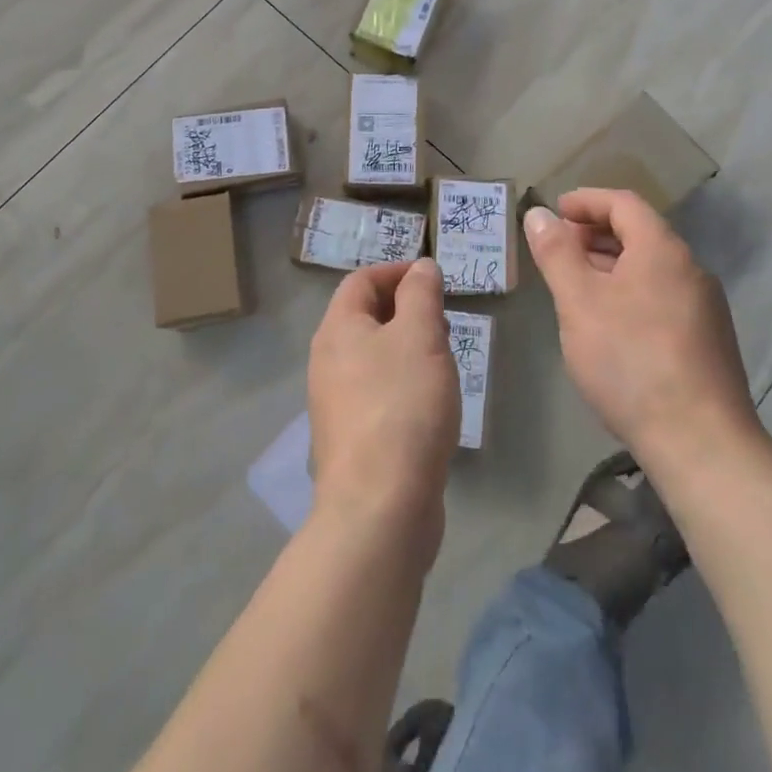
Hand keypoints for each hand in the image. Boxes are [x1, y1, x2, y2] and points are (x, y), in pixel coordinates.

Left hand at [307, 259, 458, 556]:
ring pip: (372, 356)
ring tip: (442, 359)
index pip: (361, 280)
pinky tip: (429, 402)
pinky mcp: (351, 438)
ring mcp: (335, 402)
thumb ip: (421, 294)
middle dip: (405, 309)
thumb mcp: (420, 336)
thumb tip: (420, 266)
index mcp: (337, 329)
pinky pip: (376, 392)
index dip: (396, 271)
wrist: (379, 505)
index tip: (433, 279)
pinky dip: (402, 382)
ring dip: (406, 347)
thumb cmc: (402, 405)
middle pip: (364, 317)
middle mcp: (327, 361)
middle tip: (443, 320)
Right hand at [523, 189, 761, 467]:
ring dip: (612, 264)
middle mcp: (690, 269)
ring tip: (577, 287)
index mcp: (662, 250)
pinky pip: (662, 296)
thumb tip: (539, 214)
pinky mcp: (708, 340)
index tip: (555, 212)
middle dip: (595, 233)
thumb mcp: (579, 302)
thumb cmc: (630, 361)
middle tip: (559, 250)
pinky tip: (610, 324)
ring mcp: (705, 306)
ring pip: (651, 267)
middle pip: (640, 232)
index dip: (586, 201)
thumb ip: (556, 253)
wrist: (701, 443)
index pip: (623, 203)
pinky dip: (631, 291)